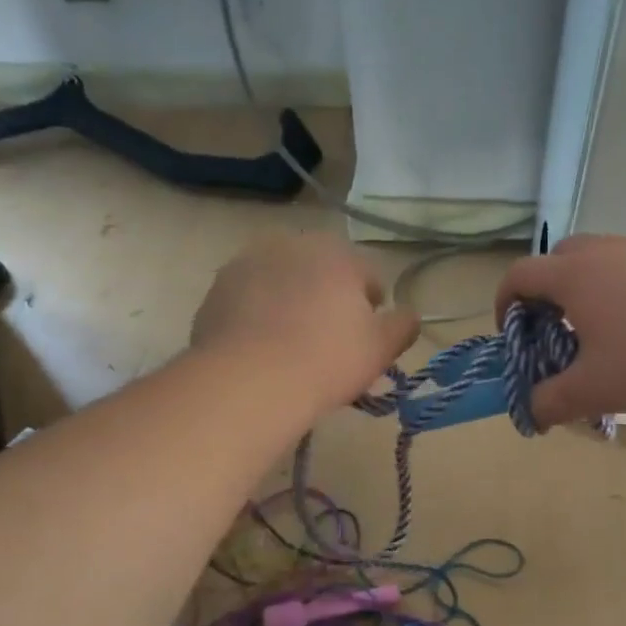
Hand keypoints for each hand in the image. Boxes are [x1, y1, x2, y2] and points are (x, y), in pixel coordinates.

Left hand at [192, 233, 419, 413]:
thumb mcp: (381, 348)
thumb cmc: (327, 360)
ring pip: (282, 284)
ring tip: (290, 348)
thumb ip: (403, 325)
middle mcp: (291, 244)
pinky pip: (249, 301)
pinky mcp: (216, 290)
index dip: (372, 310)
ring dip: (290, 305)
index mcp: (337, 252)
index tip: (365, 341)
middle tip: (327, 345)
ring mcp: (247, 263)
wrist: (249, 381)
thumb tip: (409, 315)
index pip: (367, 277)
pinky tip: (260, 350)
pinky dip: (257, 317)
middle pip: (321, 274)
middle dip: (327, 301)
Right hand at [495, 235, 625, 425]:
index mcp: (572, 275)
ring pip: (595, 260)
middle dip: (544, 293)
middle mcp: (601, 252)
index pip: (519, 275)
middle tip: (553, 329)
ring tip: (597, 331)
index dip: (504, 302)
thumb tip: (532, 413)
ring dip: (583, 290)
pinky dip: (617, 289)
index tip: (511, 333)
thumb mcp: (594, 388)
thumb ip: (551, 401)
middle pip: (555, 260)